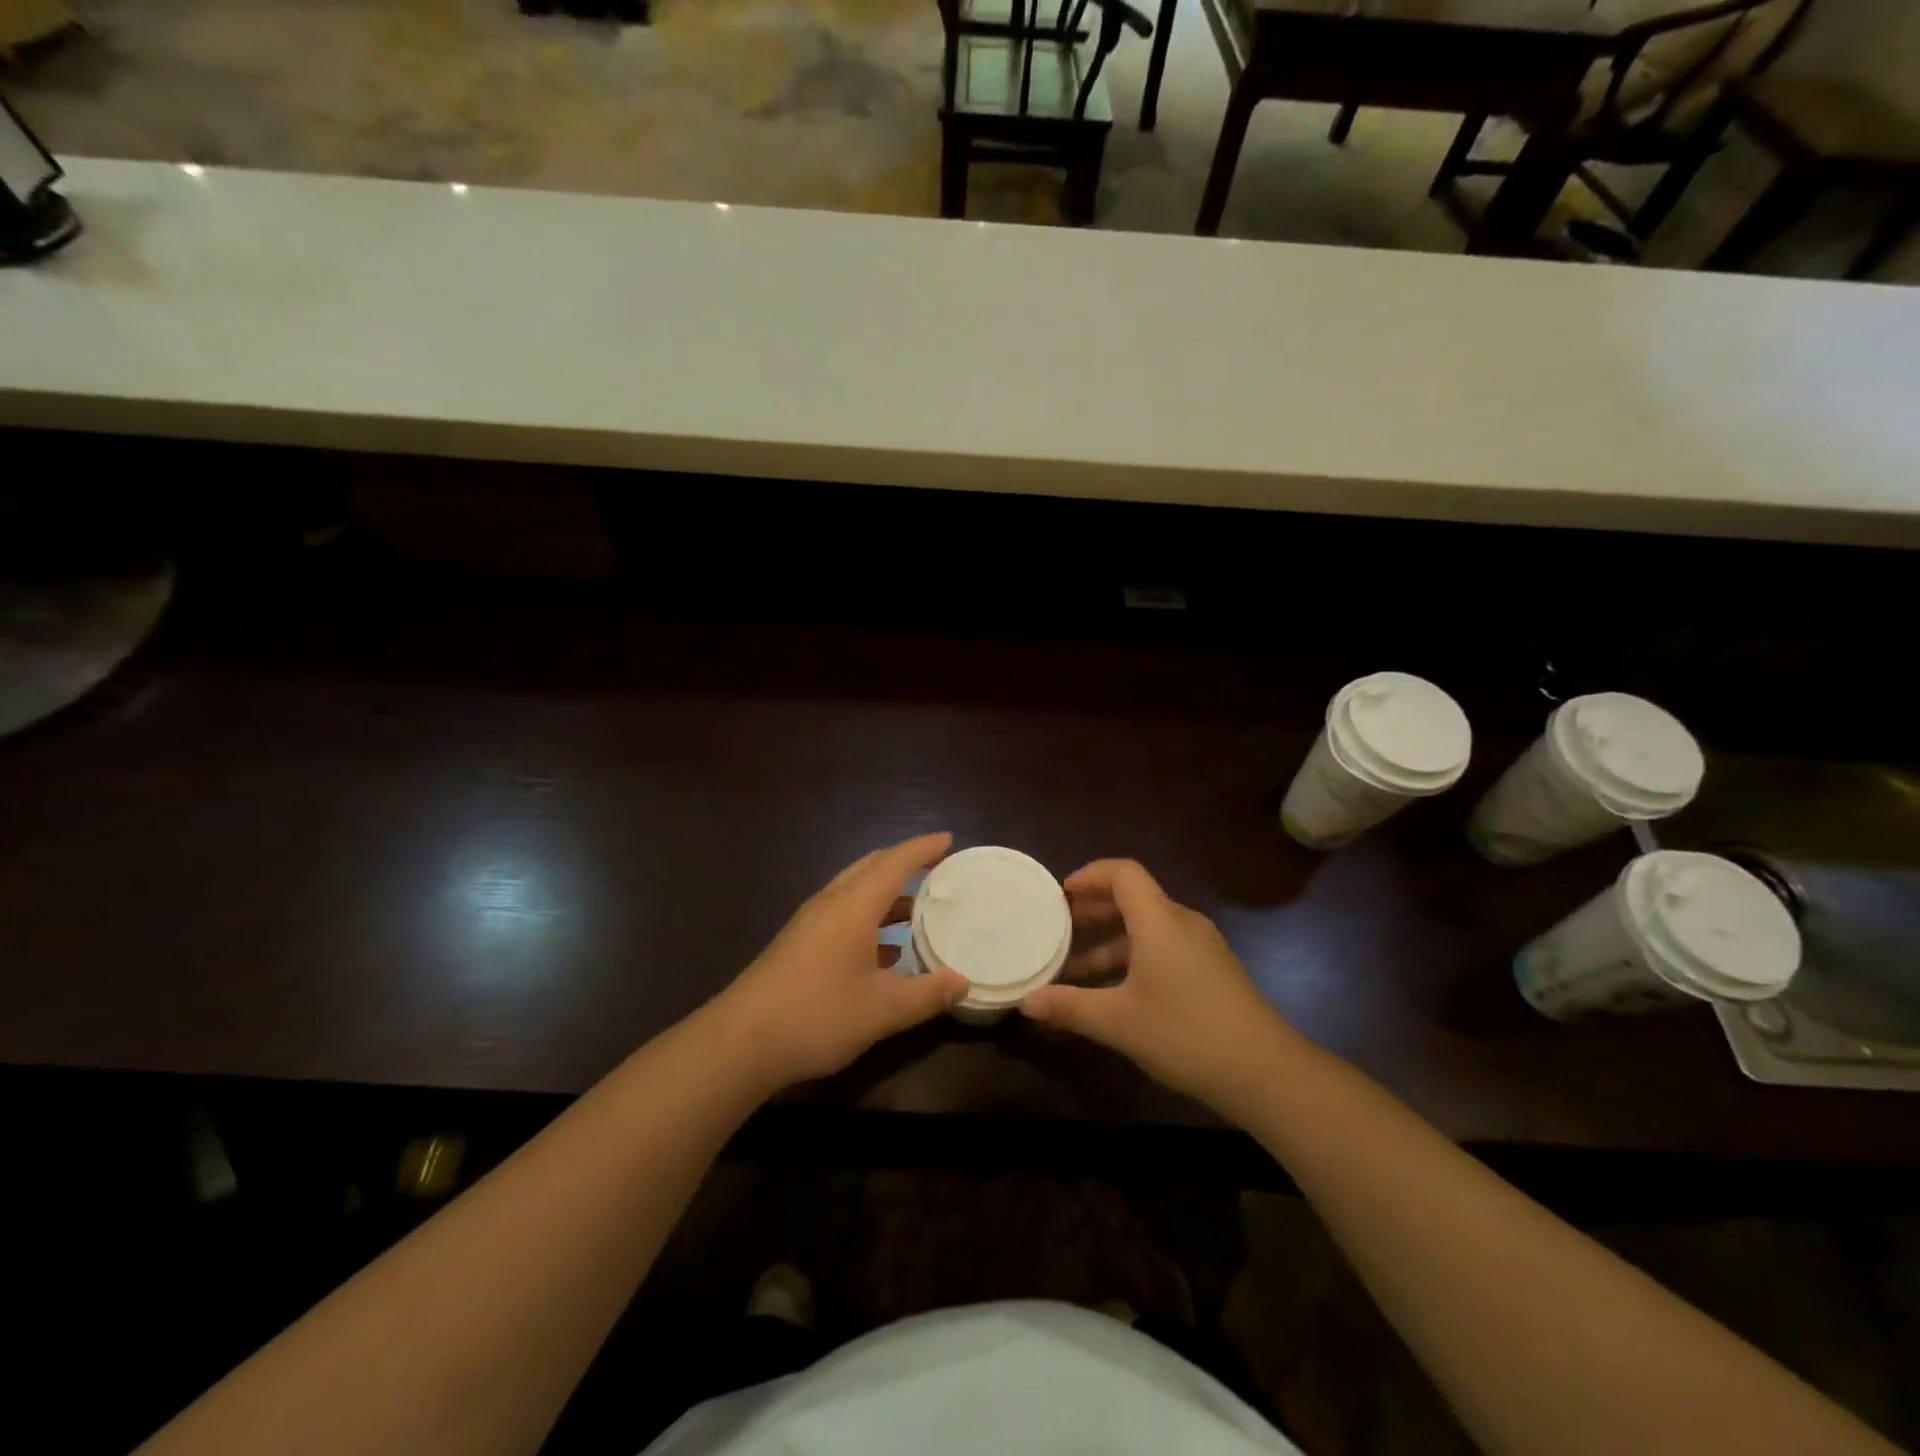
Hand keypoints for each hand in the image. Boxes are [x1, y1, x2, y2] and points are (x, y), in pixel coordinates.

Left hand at [713, 833, 968, 1088]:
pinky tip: (887, 951)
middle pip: (872, 867)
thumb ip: (927, 994)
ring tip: (920, 908)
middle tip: (938, 868)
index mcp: (853, 906)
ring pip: (855, 891)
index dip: (923, 848)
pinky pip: (844, 914)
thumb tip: (963, 982)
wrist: (740, 1042)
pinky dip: (870, 917)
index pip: (894, 862)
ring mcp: (811, 923)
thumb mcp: (882, 1010)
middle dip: (905, 862)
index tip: (950, 841)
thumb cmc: (817, 1015)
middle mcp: (831, 904)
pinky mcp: (799, 944)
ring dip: (887, 892)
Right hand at [1021, 859, 1296, 1113]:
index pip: (1123, 873)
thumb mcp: (1119, 1022)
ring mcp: (1201, 947)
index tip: (1060, 895)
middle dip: (1093, 908)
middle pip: (1133, 897)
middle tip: (1059, 927)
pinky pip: (1163, 946)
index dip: (1090, 875)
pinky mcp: (1212, 970)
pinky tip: (1115, 991)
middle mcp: (1181, 922)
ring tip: (1076, 967)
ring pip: (1147, 927)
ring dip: (1110, 940)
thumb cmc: (1187, 1034)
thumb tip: (1025, 1002)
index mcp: (1159, 920)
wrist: (1266, 1072)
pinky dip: (1133, 956)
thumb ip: (1070, 1007)